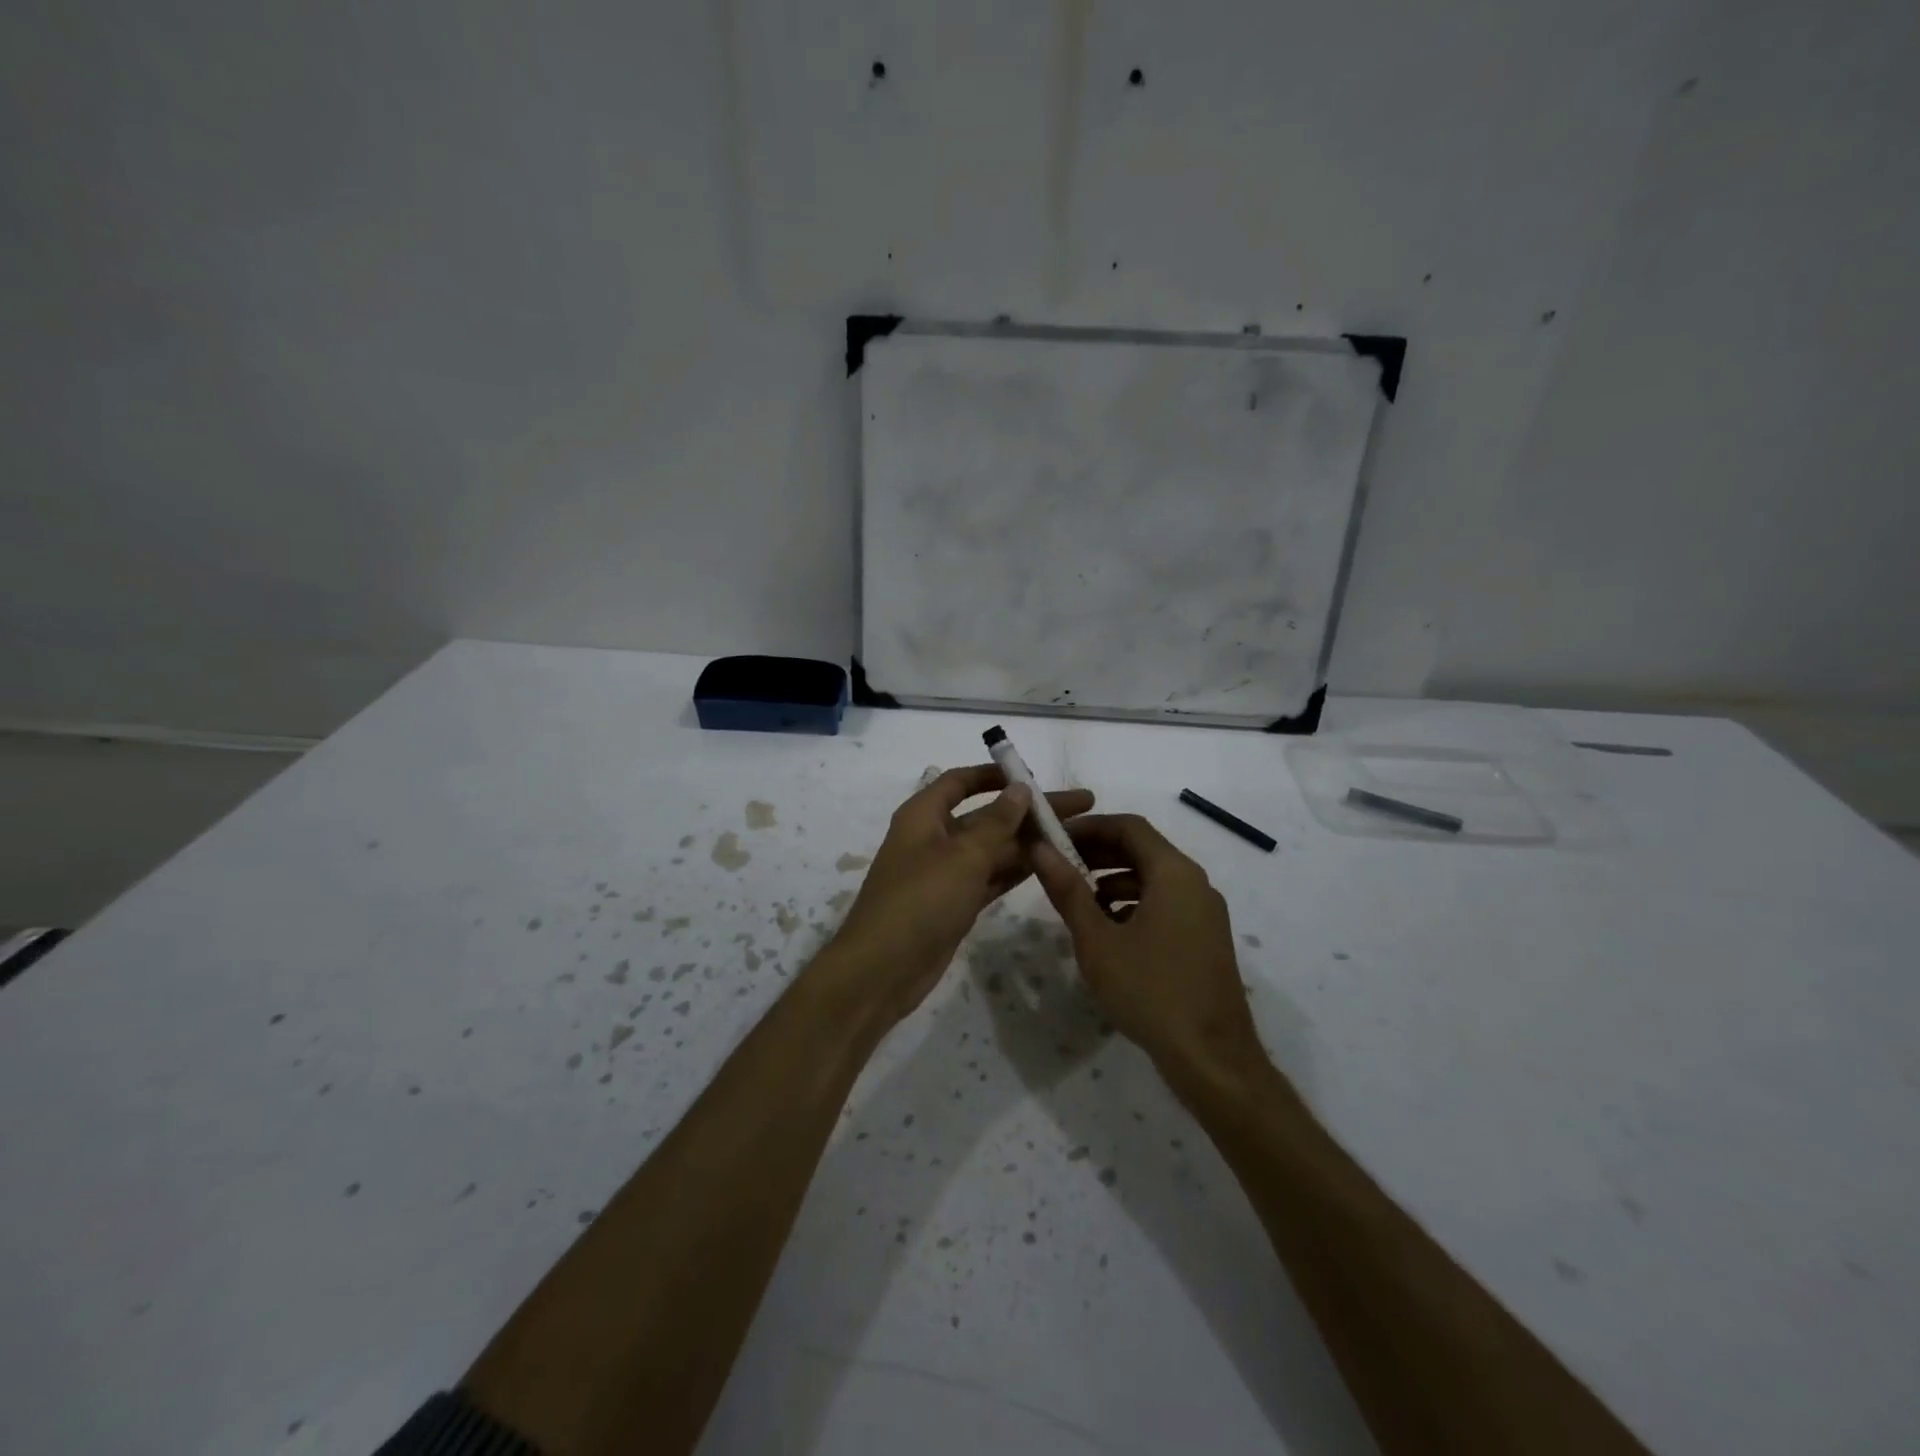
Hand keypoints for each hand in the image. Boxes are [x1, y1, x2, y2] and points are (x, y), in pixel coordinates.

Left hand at [828, 765, 1094, 1023]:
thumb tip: (1020, 789)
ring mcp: (945, 873)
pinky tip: (1051, 866)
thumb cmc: (921, 900)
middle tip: (1081, 806)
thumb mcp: (963, 856)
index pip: (961, 781)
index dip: (996, 774)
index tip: (1034, 776)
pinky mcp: (954, 903)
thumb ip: (996, 822)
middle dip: (1030, 811)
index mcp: (925, 815)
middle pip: (987, 815)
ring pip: (993, 848)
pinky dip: (1016, 870)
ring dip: (1030, 842)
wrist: (883, 969)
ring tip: (1077, 836)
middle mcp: (934, 837)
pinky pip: (990, 877)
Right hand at [1030, 814, 1264, 1077]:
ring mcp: (1204, 912)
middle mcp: (1195, 883)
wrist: (1211, 1058)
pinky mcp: (1205, 938)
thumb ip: (1068, 890)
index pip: (1129, 826)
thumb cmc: (1150, 991)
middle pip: (1143, 849)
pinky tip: (1109, 931)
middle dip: (1098, 852)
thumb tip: (1039, 849)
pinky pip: (1166, 903)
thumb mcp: (1097, 940)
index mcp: (1174, 873)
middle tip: (1058, 865)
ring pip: (1153, 878)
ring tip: (1078, 900)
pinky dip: (1134, 903)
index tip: (1054, 837)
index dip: (1089, 826)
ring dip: (1114, 879)